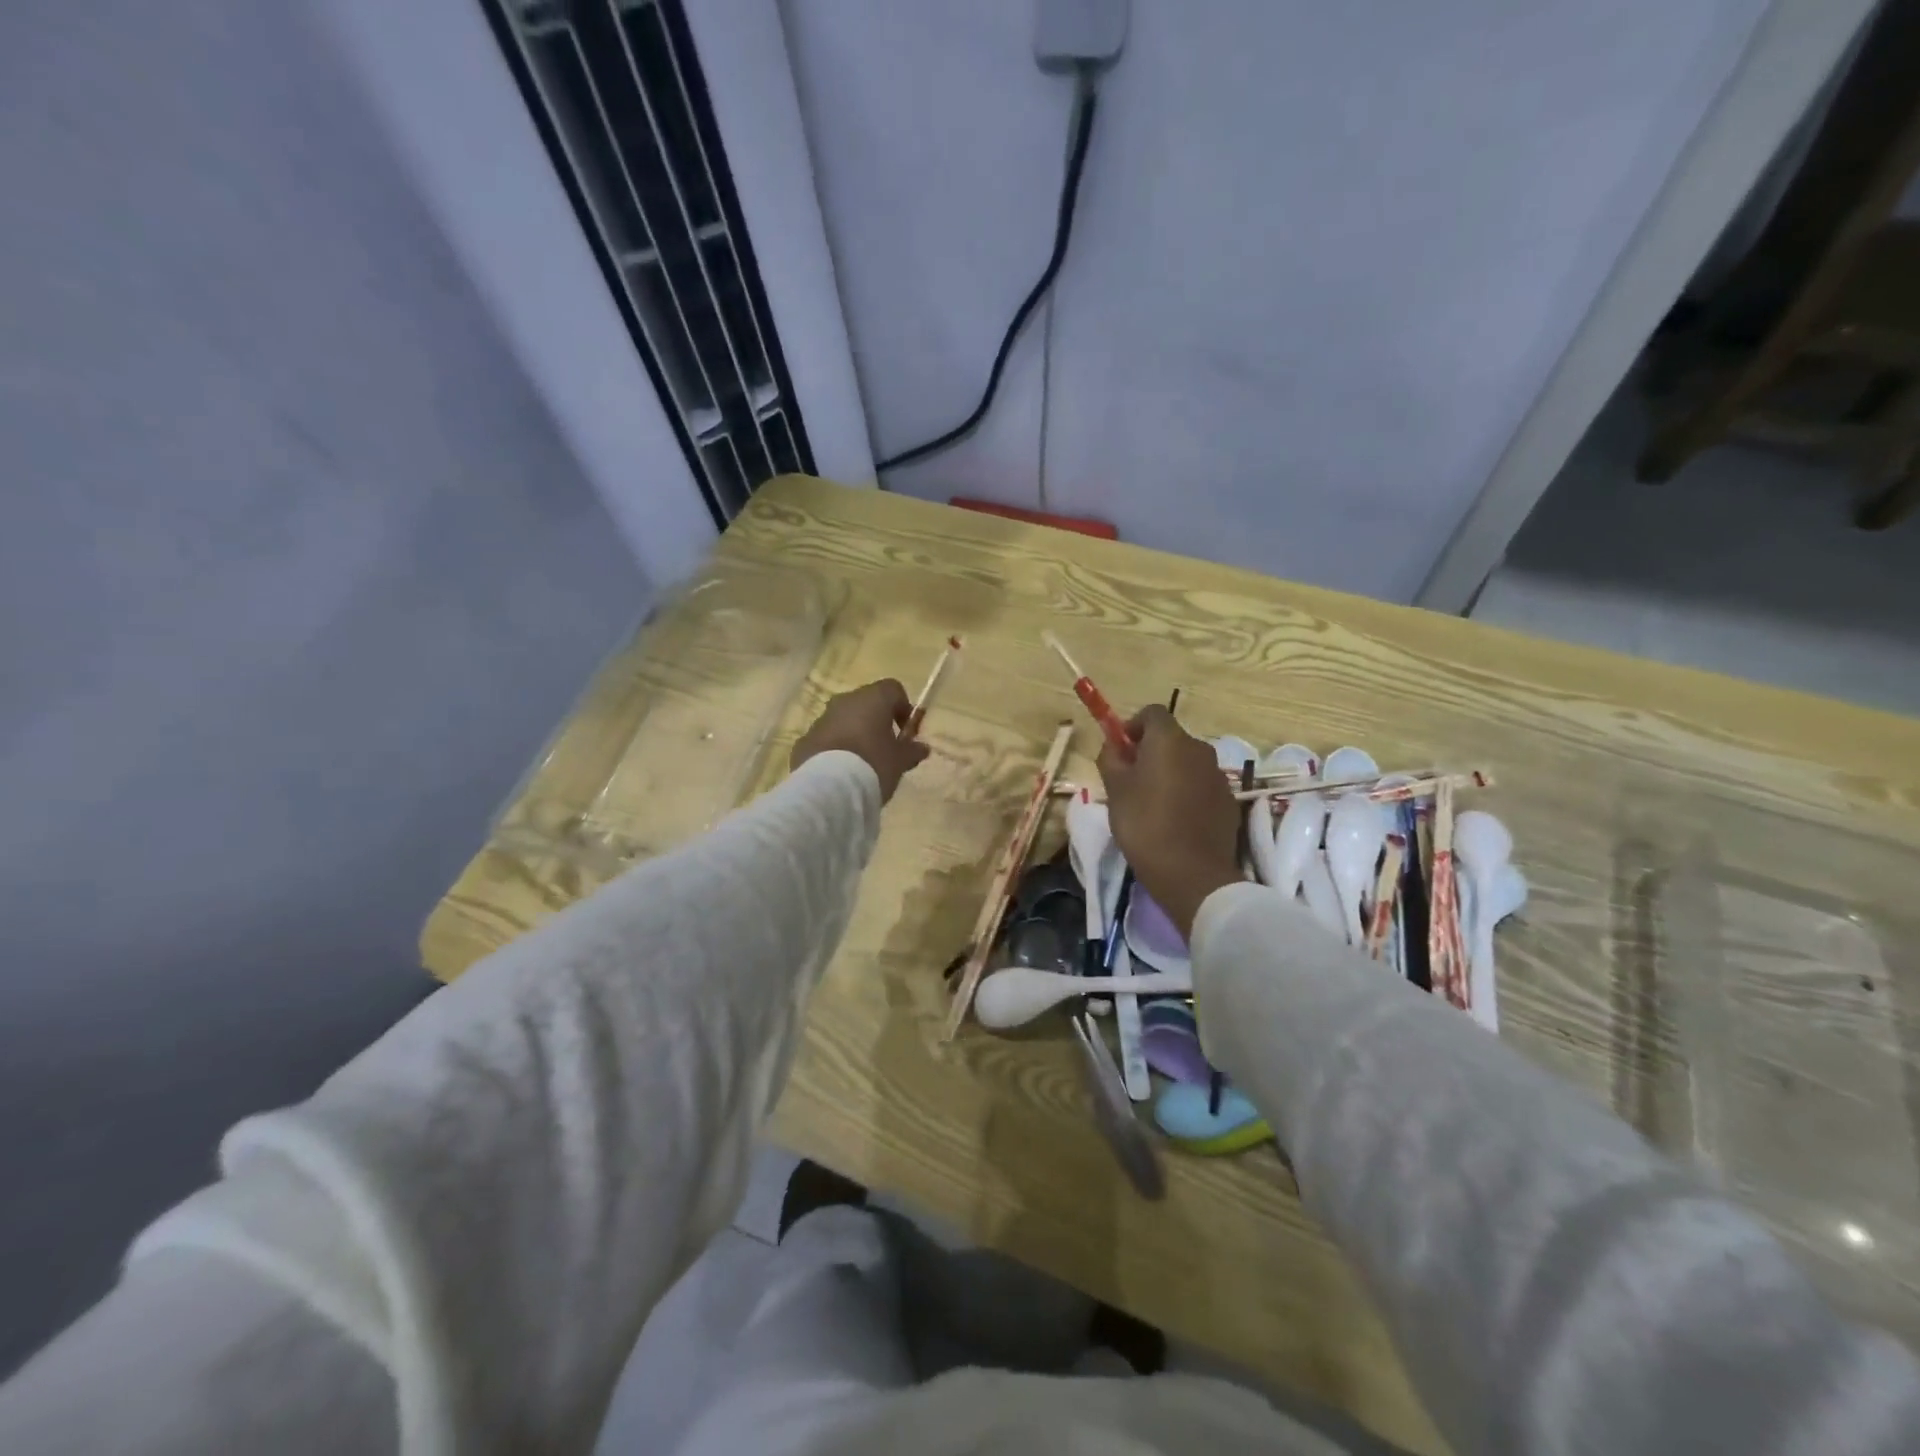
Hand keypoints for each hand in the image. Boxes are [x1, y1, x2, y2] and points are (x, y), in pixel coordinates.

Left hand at [791, 679, 930, 803]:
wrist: (828, 788)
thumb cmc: (873, 764)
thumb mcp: (900, 761)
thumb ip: (912, 751)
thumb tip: (922, 747)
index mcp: (872, 699)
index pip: (893, 689)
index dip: (903, 708)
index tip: (905, 732)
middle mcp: (845, 701)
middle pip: (866, 703)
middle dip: (876, 722)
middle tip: (885, 748)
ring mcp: (821, 719)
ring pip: (844, 720)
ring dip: (854, 734)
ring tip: (862, 764)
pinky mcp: (805, 740)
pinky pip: (826, 738)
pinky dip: (835, 749)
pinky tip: (841, 773)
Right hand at [1098, 706, 1241, 937]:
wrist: (1192, 874)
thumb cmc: (1144, 824)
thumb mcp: (1115, 790)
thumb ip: (1111, 758)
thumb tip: (1113, 745)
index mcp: (1170, 740)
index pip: (1152, 712)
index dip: (1133, 726)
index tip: (1120, 750)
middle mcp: (1199, 749)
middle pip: (1171, 738)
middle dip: (1150, 751)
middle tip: (1130, 778)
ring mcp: (1218, 775)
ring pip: (1187, 762)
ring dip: (1170, 772)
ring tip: (1152, 802)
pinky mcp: (1228, 801)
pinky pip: (1201, 785)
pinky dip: (1187, 792)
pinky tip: (1175, 819)